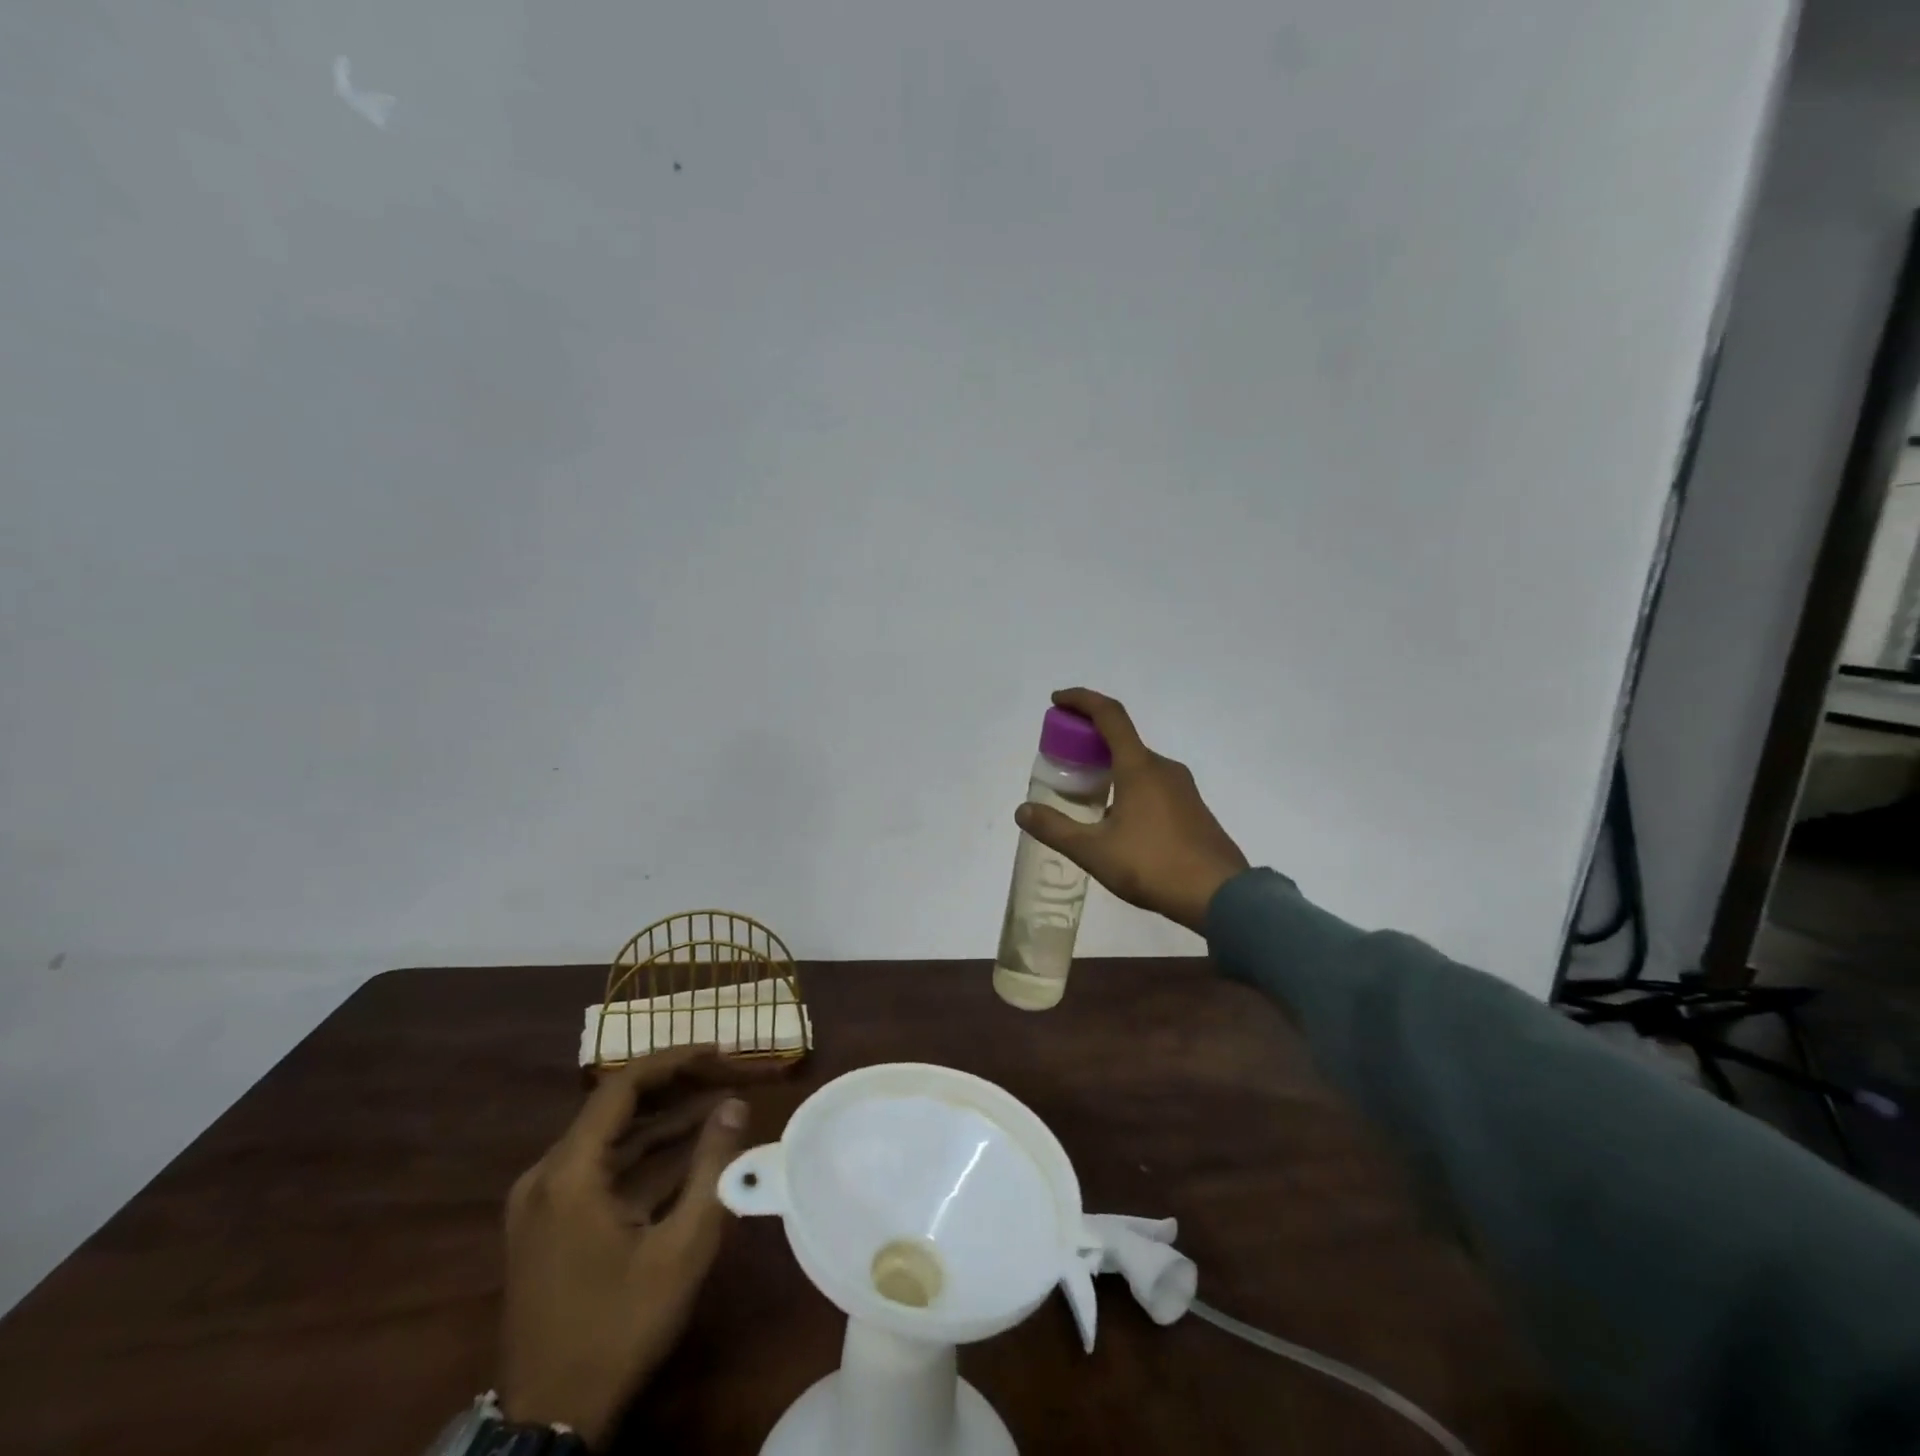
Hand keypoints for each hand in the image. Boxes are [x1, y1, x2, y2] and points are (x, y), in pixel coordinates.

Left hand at [499, 1047, 763, 1448]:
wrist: (549, 1422)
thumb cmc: (619, 1328)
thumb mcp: (682, 1248)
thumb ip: (712, 1168)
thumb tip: (734, 1105)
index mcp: (568, 1173)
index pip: (622, 1087)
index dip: (674, 1061)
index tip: (719, 1052)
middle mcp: (546, 1175)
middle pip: (616, 1108)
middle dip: (676, 1088)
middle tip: (727, 1074)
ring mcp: (542, 1201)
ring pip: (611, 1139)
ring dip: (664, 1122)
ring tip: (721, 1106)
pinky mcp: (548, 1224)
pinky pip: (601, 1169)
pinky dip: (645, 1156)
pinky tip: (690, 1151)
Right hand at [1017, 687, 1249, 934]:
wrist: (1220, 896)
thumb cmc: (1153, 865)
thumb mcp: (1094, 851)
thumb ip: (1055, 829)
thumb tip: (1022, 811)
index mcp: (1139, 767)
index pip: (1109, 715)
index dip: (1081, 700)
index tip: (1057, 701)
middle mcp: (1163, 768)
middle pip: (1123, 739)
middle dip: (1090, 739)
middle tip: (1064, 756)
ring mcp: (1183, 788)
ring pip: (1138, 764)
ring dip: (1110, 765)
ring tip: (1086, 790)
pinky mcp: (1193, 809)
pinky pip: (1153, 784)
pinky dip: (1128, 784)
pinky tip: (1117, 818)